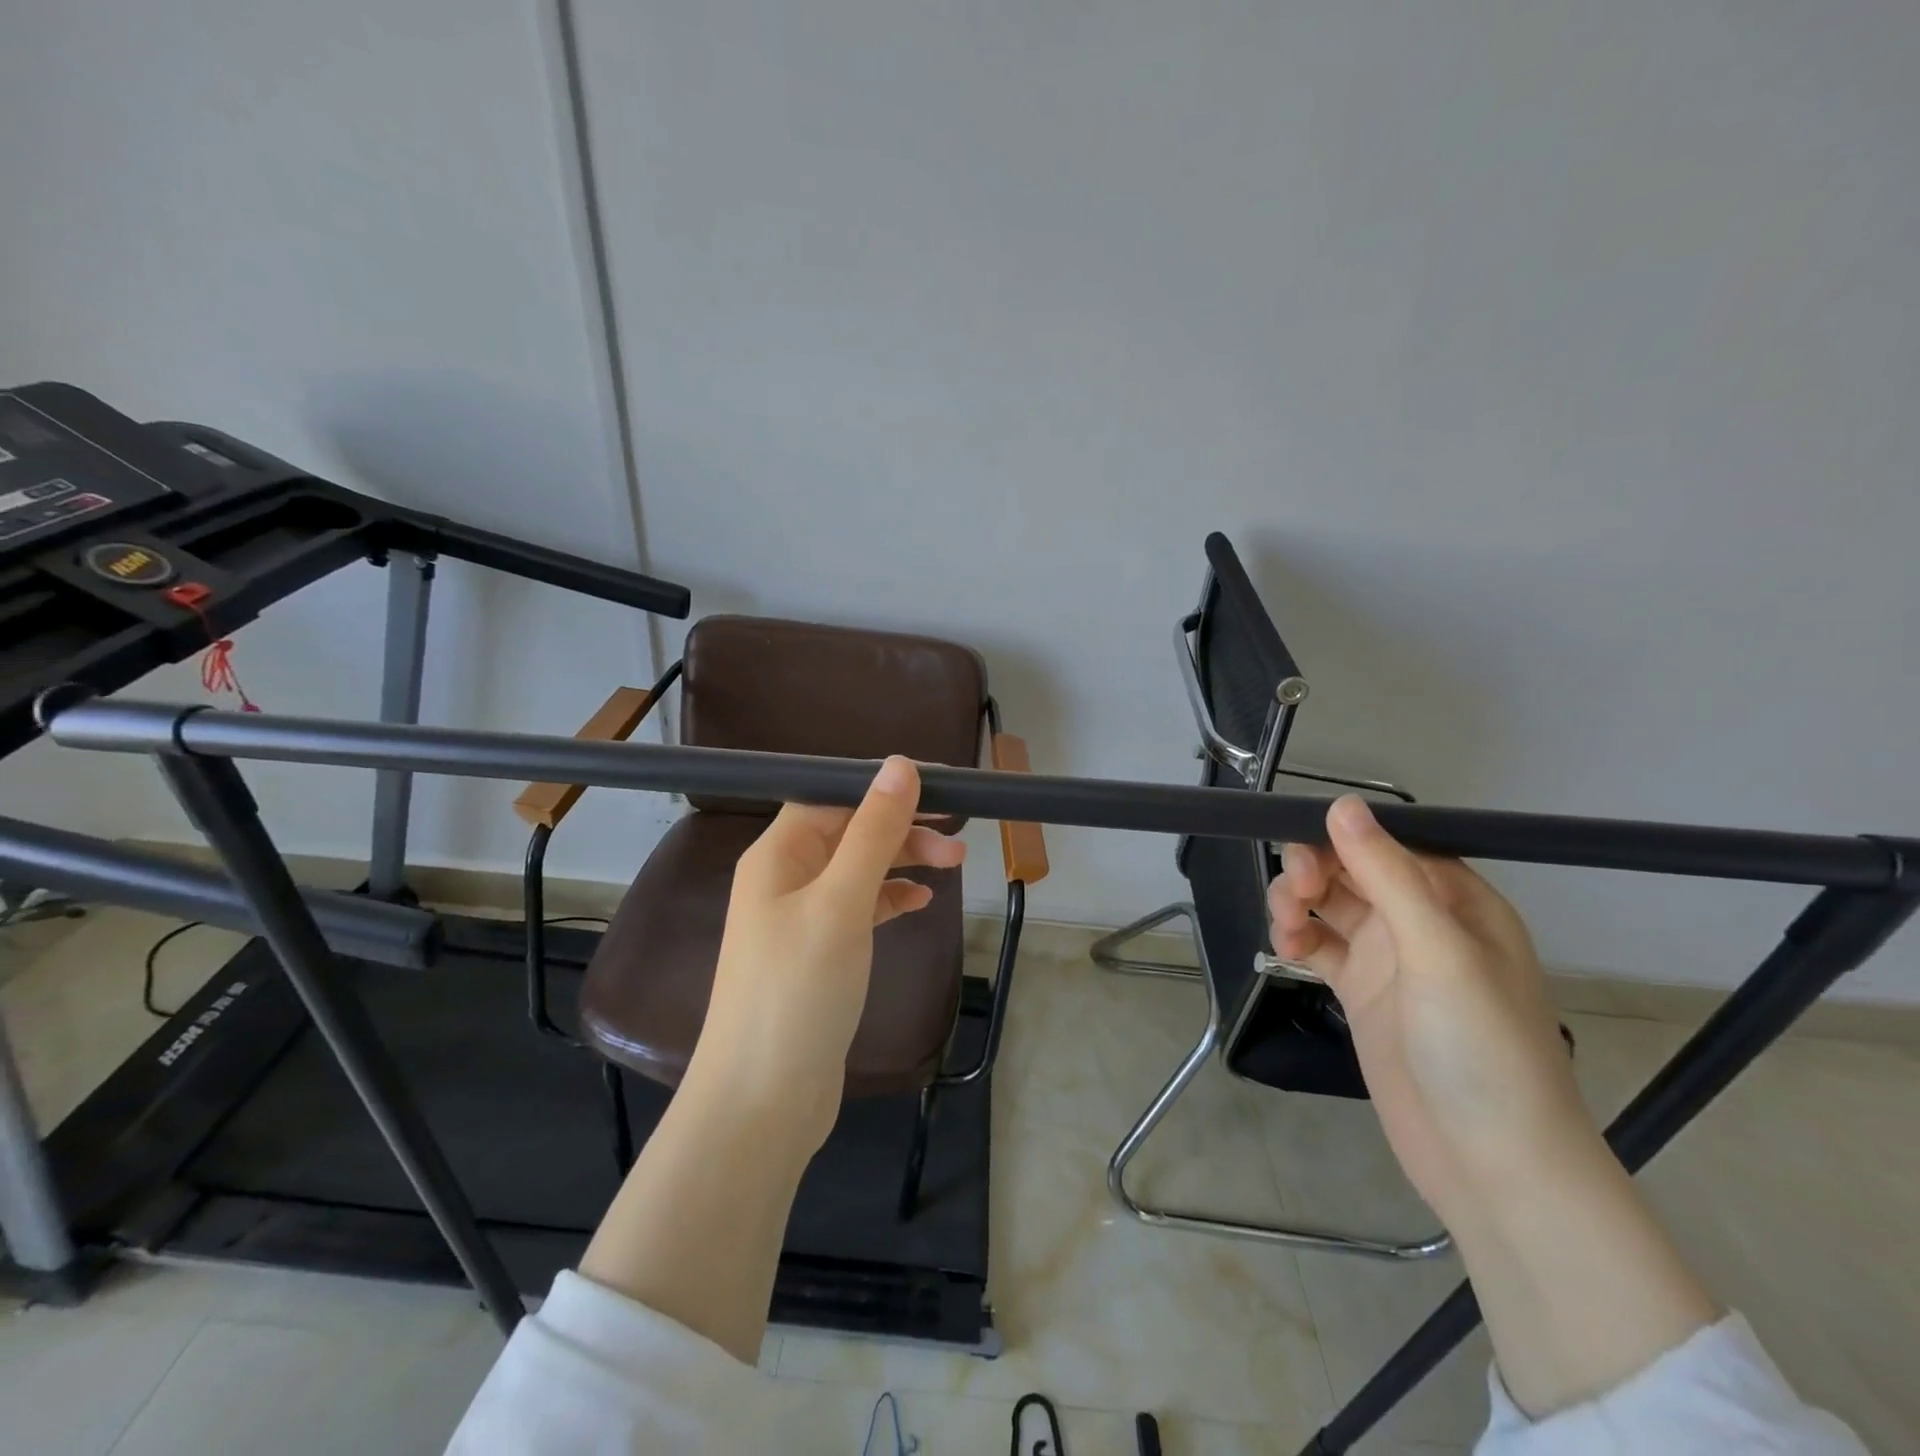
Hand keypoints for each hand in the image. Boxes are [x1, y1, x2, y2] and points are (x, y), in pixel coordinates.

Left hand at [691, 755, 964, 1152]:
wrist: (762, 1102)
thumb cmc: (798, 991)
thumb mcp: (841, 903)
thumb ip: (873, 833)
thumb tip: (900, 764)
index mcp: (777, 855)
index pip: (832, 796)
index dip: (883, 786)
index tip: (940, 787)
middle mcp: (784, 878)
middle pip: (849, 831)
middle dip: (902, 827)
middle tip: (959, 835)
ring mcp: (800, 919)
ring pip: (858, 869)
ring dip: (903, 860)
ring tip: (955, 864)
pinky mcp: (818, 955)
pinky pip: (859, 908)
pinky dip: (890, 899)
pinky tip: (921, 902)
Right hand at [1271, 797, 1722, 1416]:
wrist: (1492, 1165)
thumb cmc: (1481, 1047)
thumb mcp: (1436, 951)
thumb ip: (1386, 874)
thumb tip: (1342, 803)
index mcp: (1458, 901)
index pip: (1389, 844)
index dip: (1342, 837)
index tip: (1299, 845)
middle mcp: (1422, 922)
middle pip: (1352, 870)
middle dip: (1314, 871)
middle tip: (1295, 894)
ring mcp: (1391, 960)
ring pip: (1330, 905)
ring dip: (1298, 903)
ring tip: (1284, 926)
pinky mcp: (1363, 994)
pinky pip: (1320, 947)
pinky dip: (1297, 940)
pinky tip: (1284, 950)